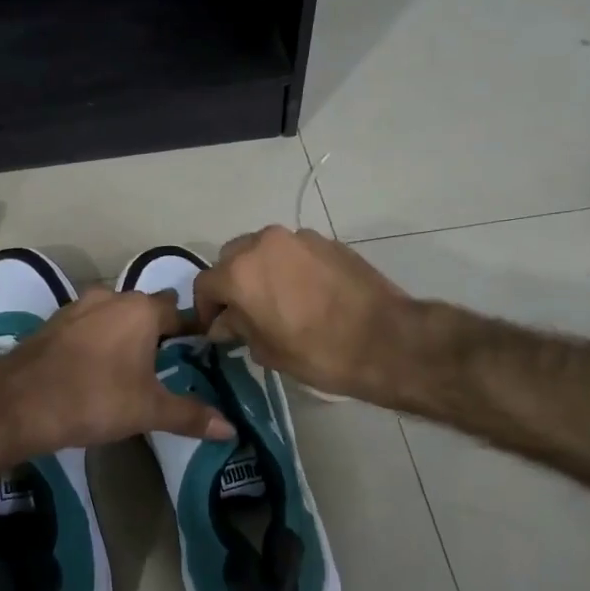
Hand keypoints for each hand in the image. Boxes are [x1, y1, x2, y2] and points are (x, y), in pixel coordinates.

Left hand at [0, 286, 233, 455]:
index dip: (192, 330)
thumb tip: (231, 429)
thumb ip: (190, 415)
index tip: (199, 351)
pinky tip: (95, 365)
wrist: (19, 401)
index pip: (180, 312)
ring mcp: (79, 306)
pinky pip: (87, 324)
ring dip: (124, 331)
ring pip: (114, 313)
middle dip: (158, 329)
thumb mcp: (148, 410)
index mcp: (142, 310)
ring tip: (131, 364)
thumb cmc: (95, 399)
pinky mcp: (54, 322)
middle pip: (146, 307)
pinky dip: (97, 338)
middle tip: (167, 361)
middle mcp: (112, 297)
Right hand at [193, 227, 412, 399]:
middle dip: (231, 282)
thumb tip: (223, 322)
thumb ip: (238, 328)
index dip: (205, 307)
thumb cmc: (317, 352)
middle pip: (231, 258)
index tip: (215, 326)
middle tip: (244, 311)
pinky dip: (289, 267)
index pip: (205, 283)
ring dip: (260, 270)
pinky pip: (293, 251)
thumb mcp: (267, 350)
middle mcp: (263, 244)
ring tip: (276, 299)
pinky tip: (305, 292)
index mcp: (240, 273)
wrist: (384, 339)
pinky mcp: (326, 240)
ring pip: (263, 249)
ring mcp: (297, 238)